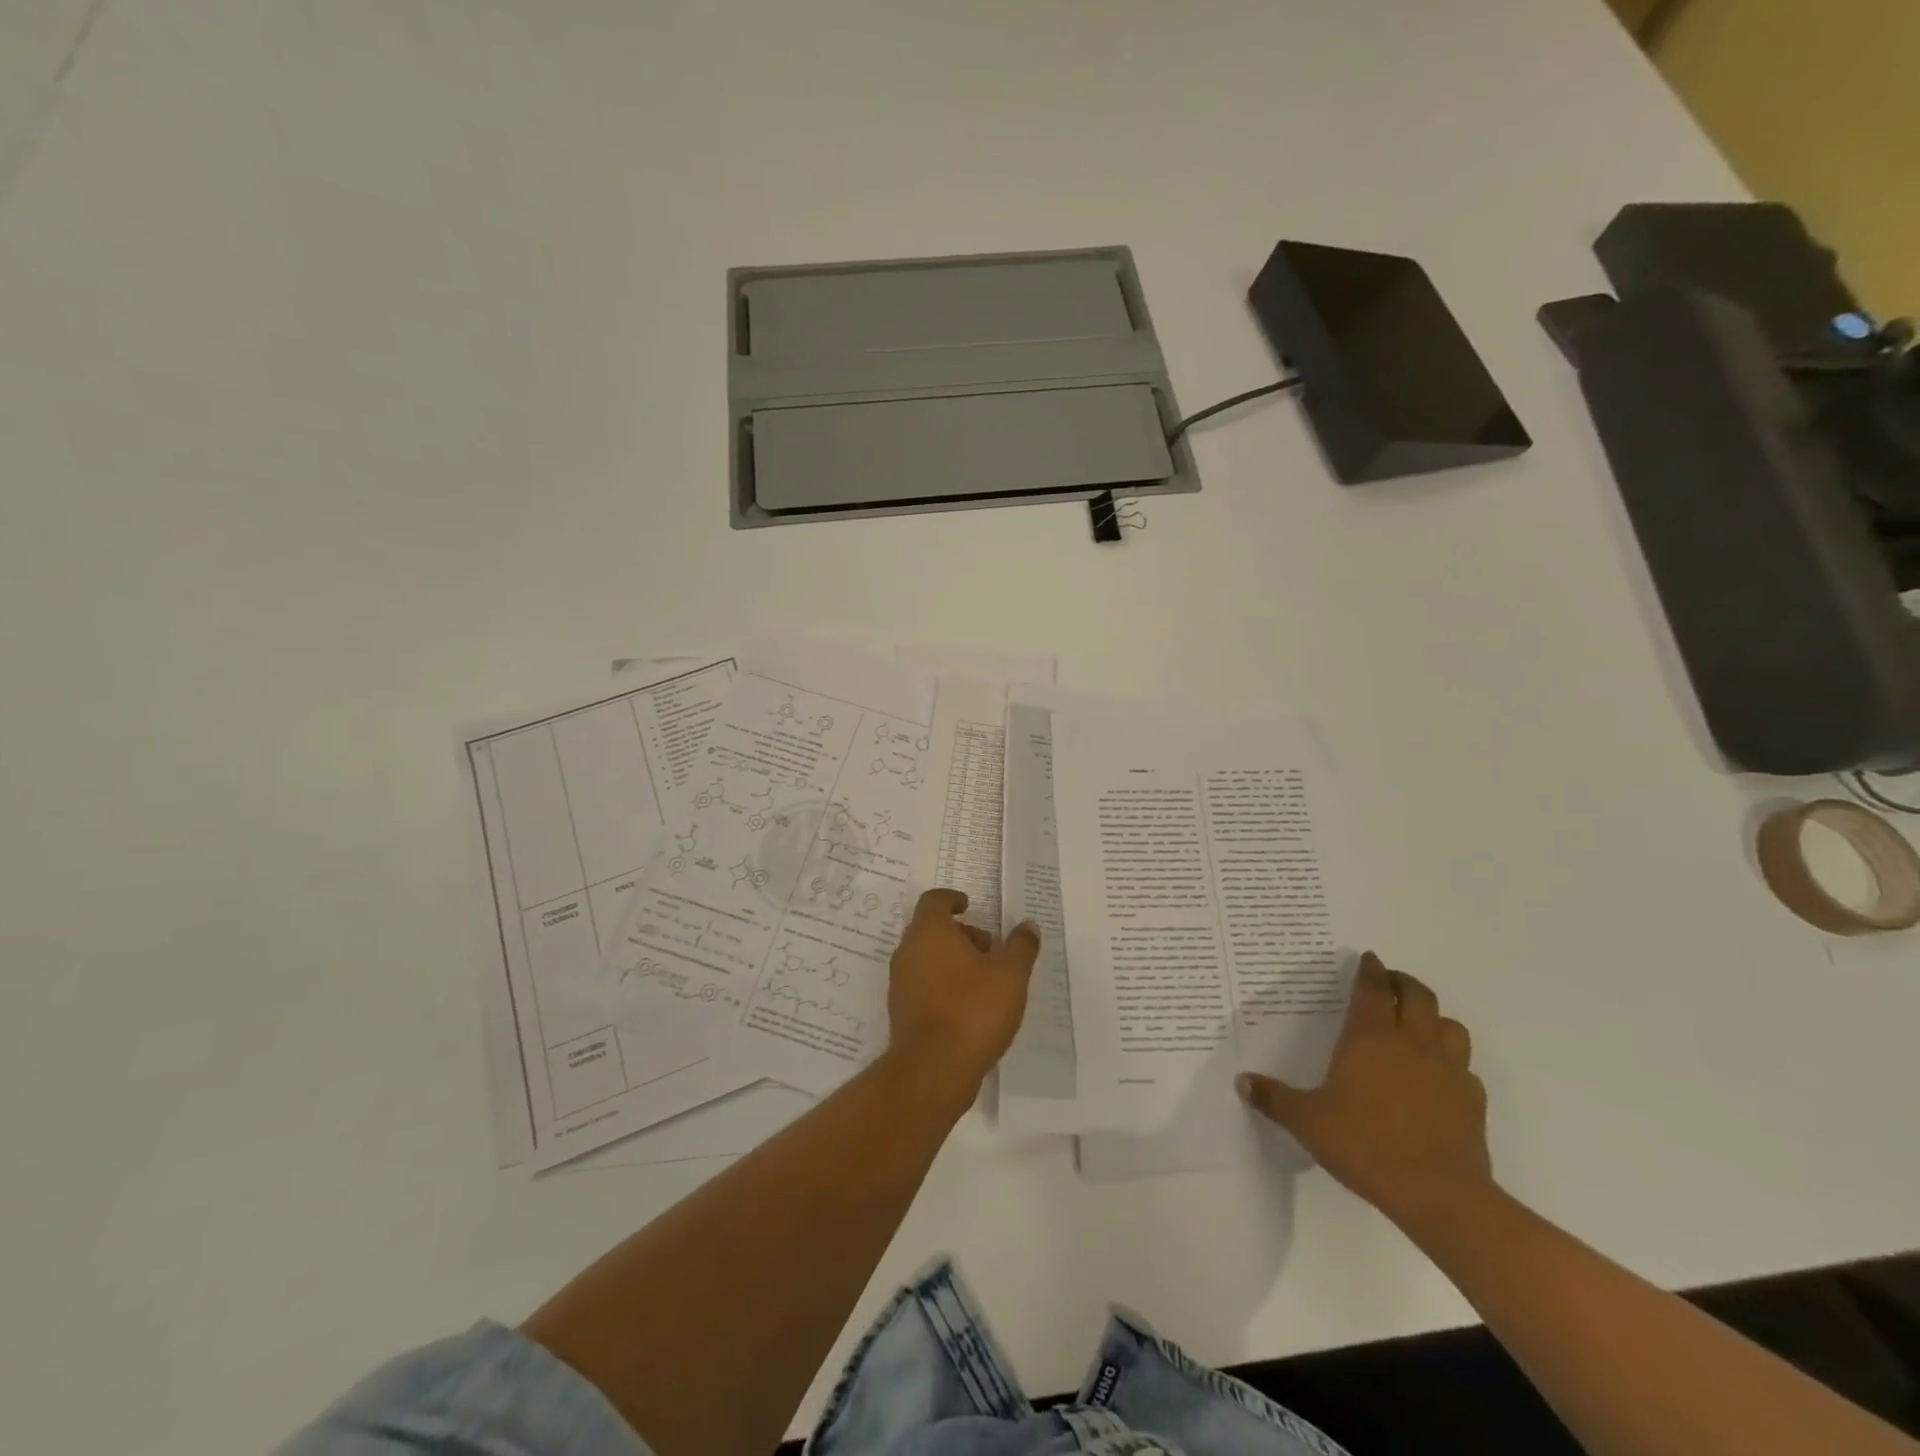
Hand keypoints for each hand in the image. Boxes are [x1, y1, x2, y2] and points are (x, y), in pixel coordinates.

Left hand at [886, 889, 1039, 1092]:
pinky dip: (943, 984)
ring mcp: (900, 982)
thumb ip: (1021, 946)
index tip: (970, 905)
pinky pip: (923, 984)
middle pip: (930, 929)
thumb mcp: (1010, 974)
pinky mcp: (901, 1011)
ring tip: (985, 981)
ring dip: (952, 960)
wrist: (933, 1069)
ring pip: (926, 958)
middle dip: (960, 933)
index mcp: (929, 931)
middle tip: (989, 948)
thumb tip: (1028, 926)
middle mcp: (908, 951)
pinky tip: (969, 1007)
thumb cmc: (972, 1009)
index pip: (934, 900)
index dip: (952, 898)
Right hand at [1238, 952, 1493, 1231]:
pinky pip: (1465, 1068)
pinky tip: (1438, 1078)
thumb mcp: (1307, 1121)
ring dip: (1434, 1018)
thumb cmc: (1365, 1145)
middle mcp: (1412, 1043)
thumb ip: (1274, 1098)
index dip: (1370, 970)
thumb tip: (1242, 1082)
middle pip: (1418, 995)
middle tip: (1389, 982)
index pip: (1372, 989)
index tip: (1368, 958)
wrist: (1439, 1195)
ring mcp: (1448, 1070)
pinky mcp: (1473, 1101)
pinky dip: (1451, 1062)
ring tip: (1418, 1025)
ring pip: (1450, 1026)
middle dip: (1403, 982)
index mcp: (1370, 1038)